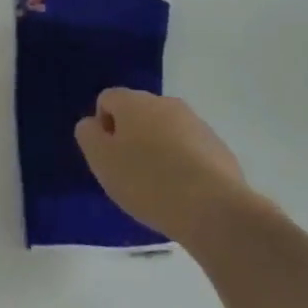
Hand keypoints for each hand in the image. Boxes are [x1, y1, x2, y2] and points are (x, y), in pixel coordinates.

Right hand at [75, 89, 252, 244]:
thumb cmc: (147, 181)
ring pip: (166, 131)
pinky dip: (183, 165)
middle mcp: (165, 102)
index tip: (109, 159)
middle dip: (131, 138)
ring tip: (159, 188)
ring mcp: (196, 123)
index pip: (107, 99)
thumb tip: (93, 124)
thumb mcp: (102, 161)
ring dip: (158, 150)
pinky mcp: (218, 147)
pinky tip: (185, 194)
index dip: (102, 128)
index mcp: (134, 101)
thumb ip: (88, 135)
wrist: (214, 208)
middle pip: (138, 114)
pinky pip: (190, 150)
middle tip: (130, 175)